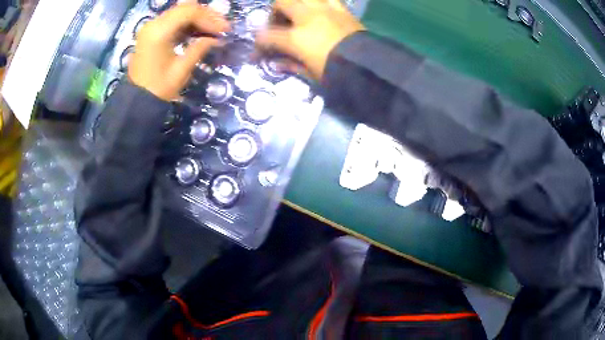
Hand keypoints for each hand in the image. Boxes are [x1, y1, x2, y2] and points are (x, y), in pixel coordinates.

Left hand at [129, 3, 229, 100]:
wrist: (137, 101)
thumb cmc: (158, 88)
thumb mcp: (182, 70)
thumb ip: (200, 48)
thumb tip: (217, 38)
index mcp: (159, 32)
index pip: (190, 12)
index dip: (210, 18)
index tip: (224, 29)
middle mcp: (153, 23)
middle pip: (185, 8)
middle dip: (206, 16)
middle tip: (222, 28)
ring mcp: (151, 27)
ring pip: (180, 12)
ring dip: (198, 18)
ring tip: (213, 30)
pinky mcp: (151, 32)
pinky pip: (173, 20)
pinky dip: (188, 24)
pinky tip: (199, 32)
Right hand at [256, 0, 364, 80]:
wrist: (367, 66)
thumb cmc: (336, 73)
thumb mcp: (310, 74)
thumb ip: (290, 65)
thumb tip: (276, 63)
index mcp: (296, 38)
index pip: (267, 36)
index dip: (258, 45)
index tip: (258, 52)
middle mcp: (307, 17)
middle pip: (281, 3)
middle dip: (274, 12)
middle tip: (278, 23)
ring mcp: (325, 9)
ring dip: (295, 3)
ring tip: (297, 12)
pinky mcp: (341, 8)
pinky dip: (318, 2)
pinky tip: (318, 9)